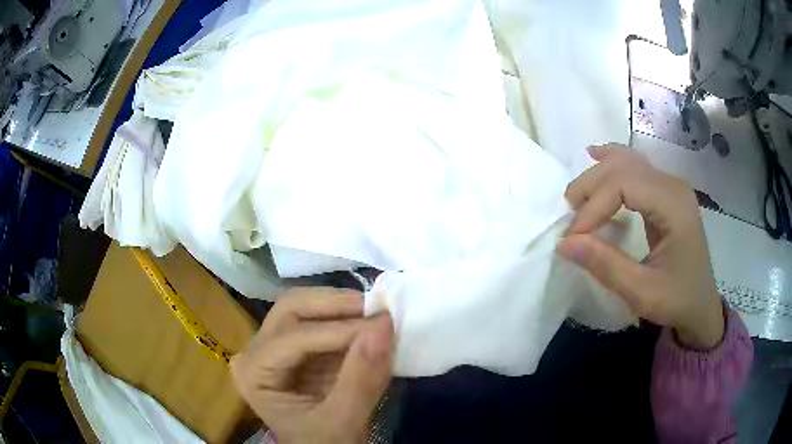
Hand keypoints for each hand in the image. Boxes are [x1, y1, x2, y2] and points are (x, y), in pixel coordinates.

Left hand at [230, 287, 392, 443]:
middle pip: (292, 309)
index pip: (294, 337)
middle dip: (336, 305)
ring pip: (302, 306)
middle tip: (377, 310)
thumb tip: (383, 328)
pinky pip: (317, 319)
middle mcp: (255, 351)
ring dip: (340, 307)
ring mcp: (272, 346)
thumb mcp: (343, 423)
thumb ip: (361, 381)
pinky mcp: (294, 347)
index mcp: (254, 372)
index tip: (384, 324)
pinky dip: (344, 318)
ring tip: (375, 315)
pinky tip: (366, 324)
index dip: (340, 329)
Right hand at [558, 144, 723, 349]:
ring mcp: (670, 185)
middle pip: (622, 166)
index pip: (623, 185)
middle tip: (569, 220)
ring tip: (576, 199)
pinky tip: (595, 155)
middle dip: (590, 188)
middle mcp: (672, 184)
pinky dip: (611, 163)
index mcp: (673, 204)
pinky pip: (634, 167)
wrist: (701, 305)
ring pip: (626, 161)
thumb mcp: (642, 293)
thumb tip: (563, 243)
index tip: (572, 238)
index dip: (593, 207)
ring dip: (597, 176)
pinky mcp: (665, 192)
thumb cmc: (677, 301)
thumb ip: (606, 266)